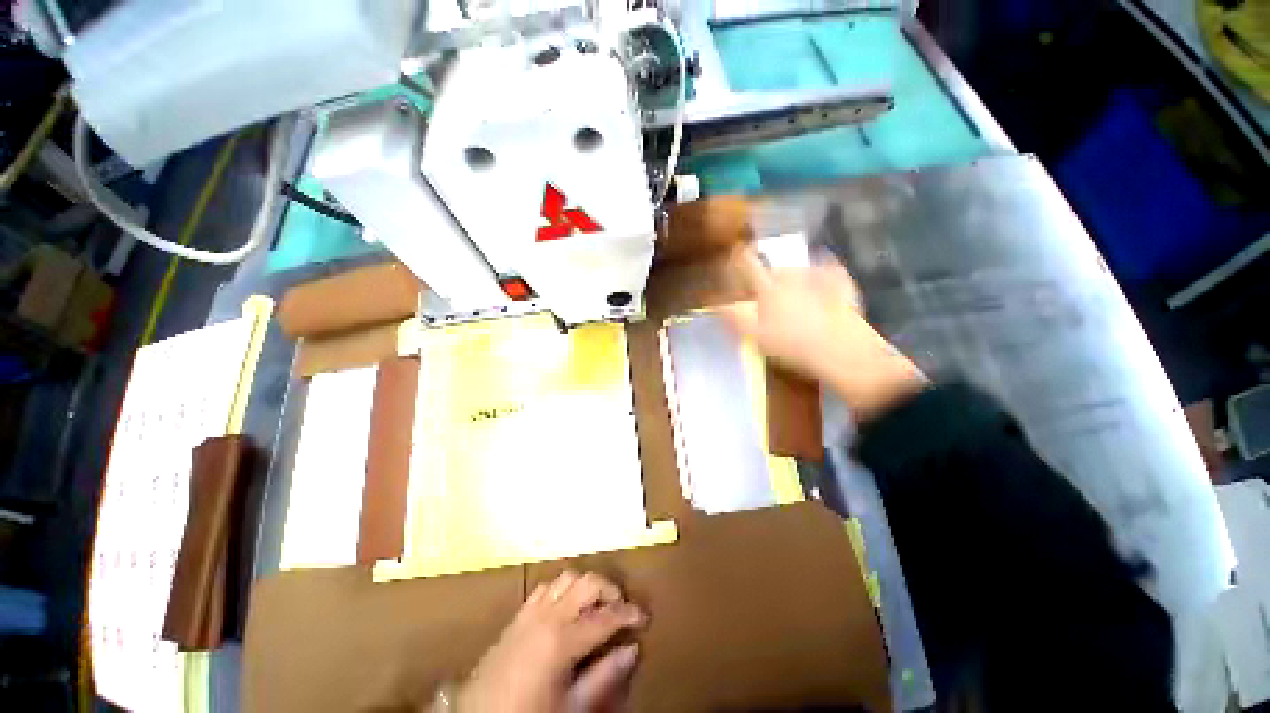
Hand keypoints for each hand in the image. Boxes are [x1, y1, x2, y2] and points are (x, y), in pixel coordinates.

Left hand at [456, 571, 645, 712]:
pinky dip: (561, 589)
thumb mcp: (571, 707)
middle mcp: (547, 615)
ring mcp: (530, 612)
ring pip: (566, 577)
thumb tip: (631, 650)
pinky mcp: (517, 616)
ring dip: (585, 585)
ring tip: (595, 605)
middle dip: (609, 590)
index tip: (644, 617)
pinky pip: (544, 588)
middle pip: (587, 582)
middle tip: (620, 609)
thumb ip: (603, 677)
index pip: (606, 616)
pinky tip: (565, 608)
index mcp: (562, 639)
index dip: (629, 614)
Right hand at [722, 247, 926, 421]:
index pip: (747, 264)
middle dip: (767, 277)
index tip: (734, 261)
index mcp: (768, 287)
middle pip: (773, 268)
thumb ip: (735, 318)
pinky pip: (827, 272)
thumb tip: (719, 305)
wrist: (842, 352)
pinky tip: (822, 285)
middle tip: (766, 295)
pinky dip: (822, 275)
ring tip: (794, 296)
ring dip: (792, 278)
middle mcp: (791, 275)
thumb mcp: (755, 337)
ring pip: (798, 270)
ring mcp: (819, 277)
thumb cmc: (792, 346)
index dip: (738, 260)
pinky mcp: (841, 283)